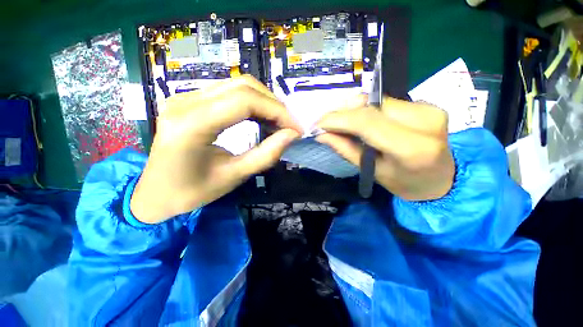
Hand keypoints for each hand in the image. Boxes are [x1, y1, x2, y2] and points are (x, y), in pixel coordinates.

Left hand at [131, 76, 301, 223]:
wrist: (155, 194)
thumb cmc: (191, 192)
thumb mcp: (234, 176)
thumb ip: (266, 155)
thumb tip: (291, 135)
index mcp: (191, 125)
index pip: (245, 101)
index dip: (277, 111)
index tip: (296, 128)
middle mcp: (184, 101)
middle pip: (242, 86)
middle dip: (274, 104)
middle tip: (289, 126)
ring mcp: (184, 97)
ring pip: (237, 85)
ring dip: (264, 102)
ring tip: (278, 123)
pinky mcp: (189, 100)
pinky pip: (228, 92)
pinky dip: (252, 103)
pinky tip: (261, 118)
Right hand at [316, 96, 454, 200]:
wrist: (443, 179)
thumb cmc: (405, 183)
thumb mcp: (372, 171)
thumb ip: (346, 149)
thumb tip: (322, 134)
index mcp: (412, 148)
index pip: (367, 122)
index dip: (338, 119)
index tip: (318, 124)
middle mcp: (425, 121)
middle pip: (371, 106)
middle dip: (342, 112)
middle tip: (325, 122)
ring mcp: (429, 108)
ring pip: (377, 101)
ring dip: (352, 109)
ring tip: (339, 121)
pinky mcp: (427, 104)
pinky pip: (386, 102)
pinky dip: (367, 109)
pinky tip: (359, 119)